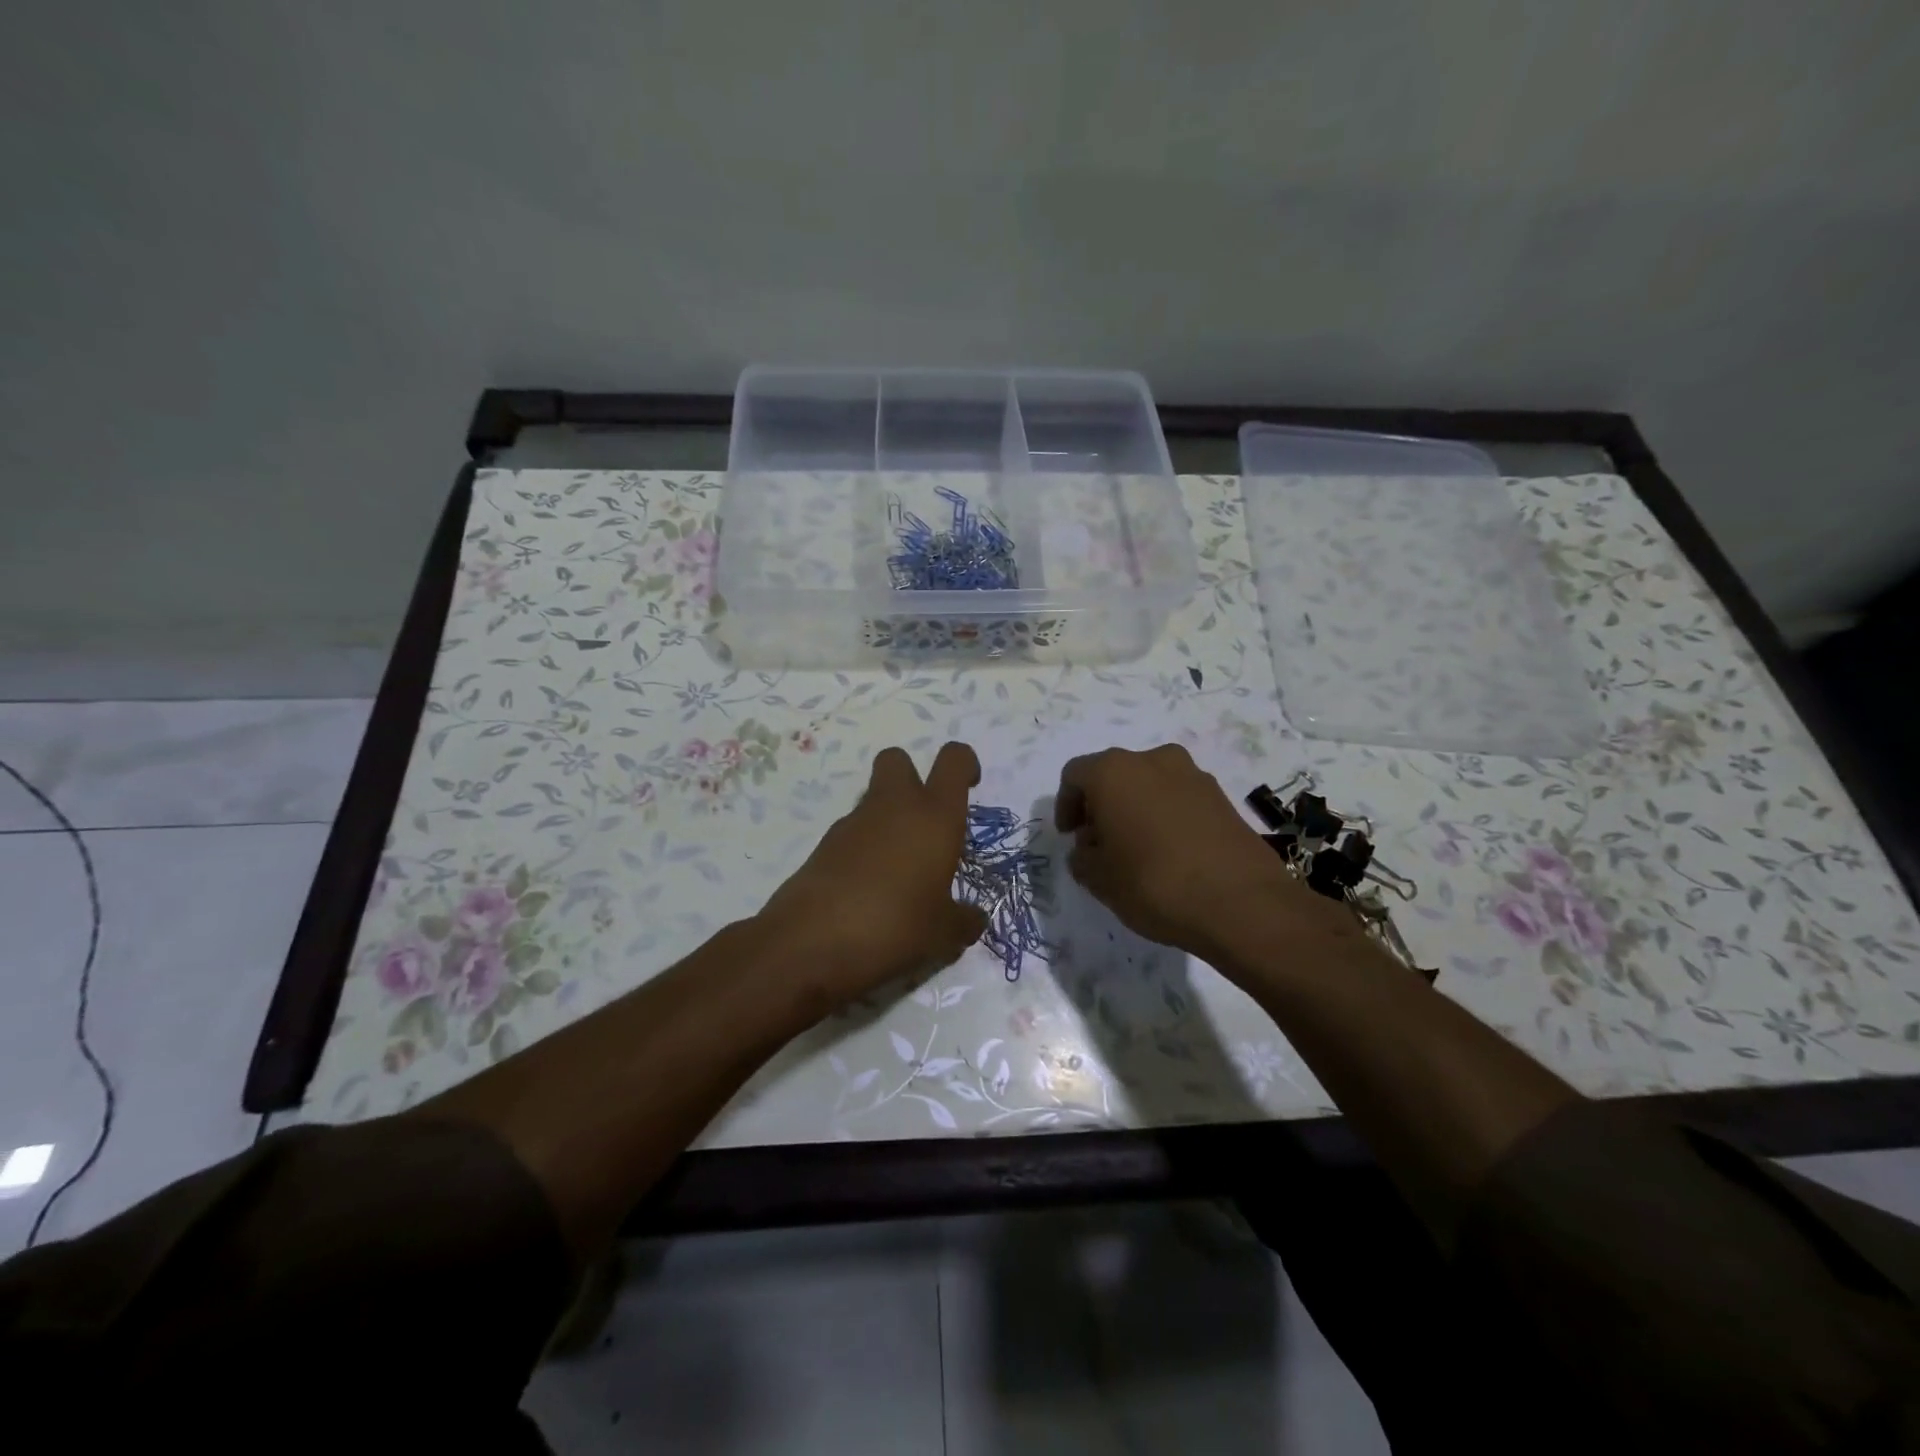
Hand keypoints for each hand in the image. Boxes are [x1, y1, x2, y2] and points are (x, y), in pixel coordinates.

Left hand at [759, 741, 988, 1008]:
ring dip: (888, 821)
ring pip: (874, 799)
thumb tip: (974, 918)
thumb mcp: (943, 935)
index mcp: (934, 816)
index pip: (953, 760)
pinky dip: (864, 850)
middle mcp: (894, 807)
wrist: (810, 942)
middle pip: (898, 759)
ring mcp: (853, 823)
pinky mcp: (824, 846)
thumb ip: (963, 921)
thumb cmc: (895, 927)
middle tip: (926, 823)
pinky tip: (870, 891)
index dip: (965, 765)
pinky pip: (853, 834)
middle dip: (912, 777)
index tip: (970, 787)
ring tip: (900, 874)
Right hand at [1056, 744, 1335, 962]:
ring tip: (1136, 850)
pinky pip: (1179, 798)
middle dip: (1102, 805)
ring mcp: (1193, 775)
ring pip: (1149, 785)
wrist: (1242, 903)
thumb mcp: (1100, 879)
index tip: (1070, 837)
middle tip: (1099, 842)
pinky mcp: (1222, 796)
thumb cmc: (1154, 883)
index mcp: (1113, 771)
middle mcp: (1152, 760)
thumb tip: (1089, 848)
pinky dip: (1166, 816)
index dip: (1066, 805)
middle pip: (1114, 775)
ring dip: (1136, 809)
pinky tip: (1169, 852)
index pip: (1075, 775)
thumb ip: (1083, 858)